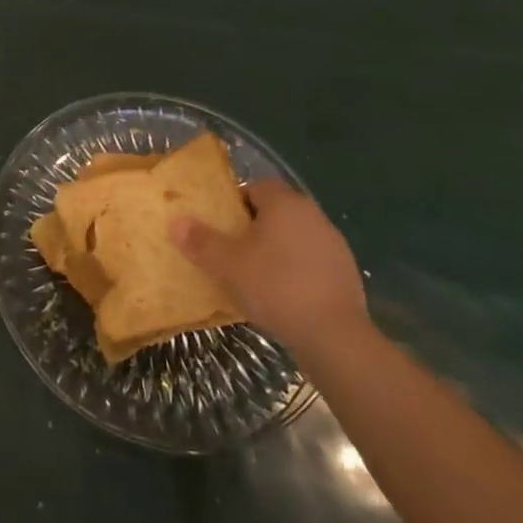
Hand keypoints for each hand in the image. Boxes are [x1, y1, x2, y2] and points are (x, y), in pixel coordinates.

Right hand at [170, 180, 366, 353]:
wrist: (335, 336)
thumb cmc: (276, 287)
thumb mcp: (227, 265)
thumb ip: (201, 242)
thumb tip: (176, 222)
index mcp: (285, 203)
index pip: (257, 186)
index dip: (236, 202)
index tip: (222, 224)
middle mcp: (313, 215)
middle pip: (277, 211)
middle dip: (254, 226)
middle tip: (233, 249)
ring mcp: (334, 244)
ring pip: (295, 236)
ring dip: (277, 249)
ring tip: (255, 275)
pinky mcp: (346, 273)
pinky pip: (311, 261)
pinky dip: (296, 270)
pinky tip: (283, 295)